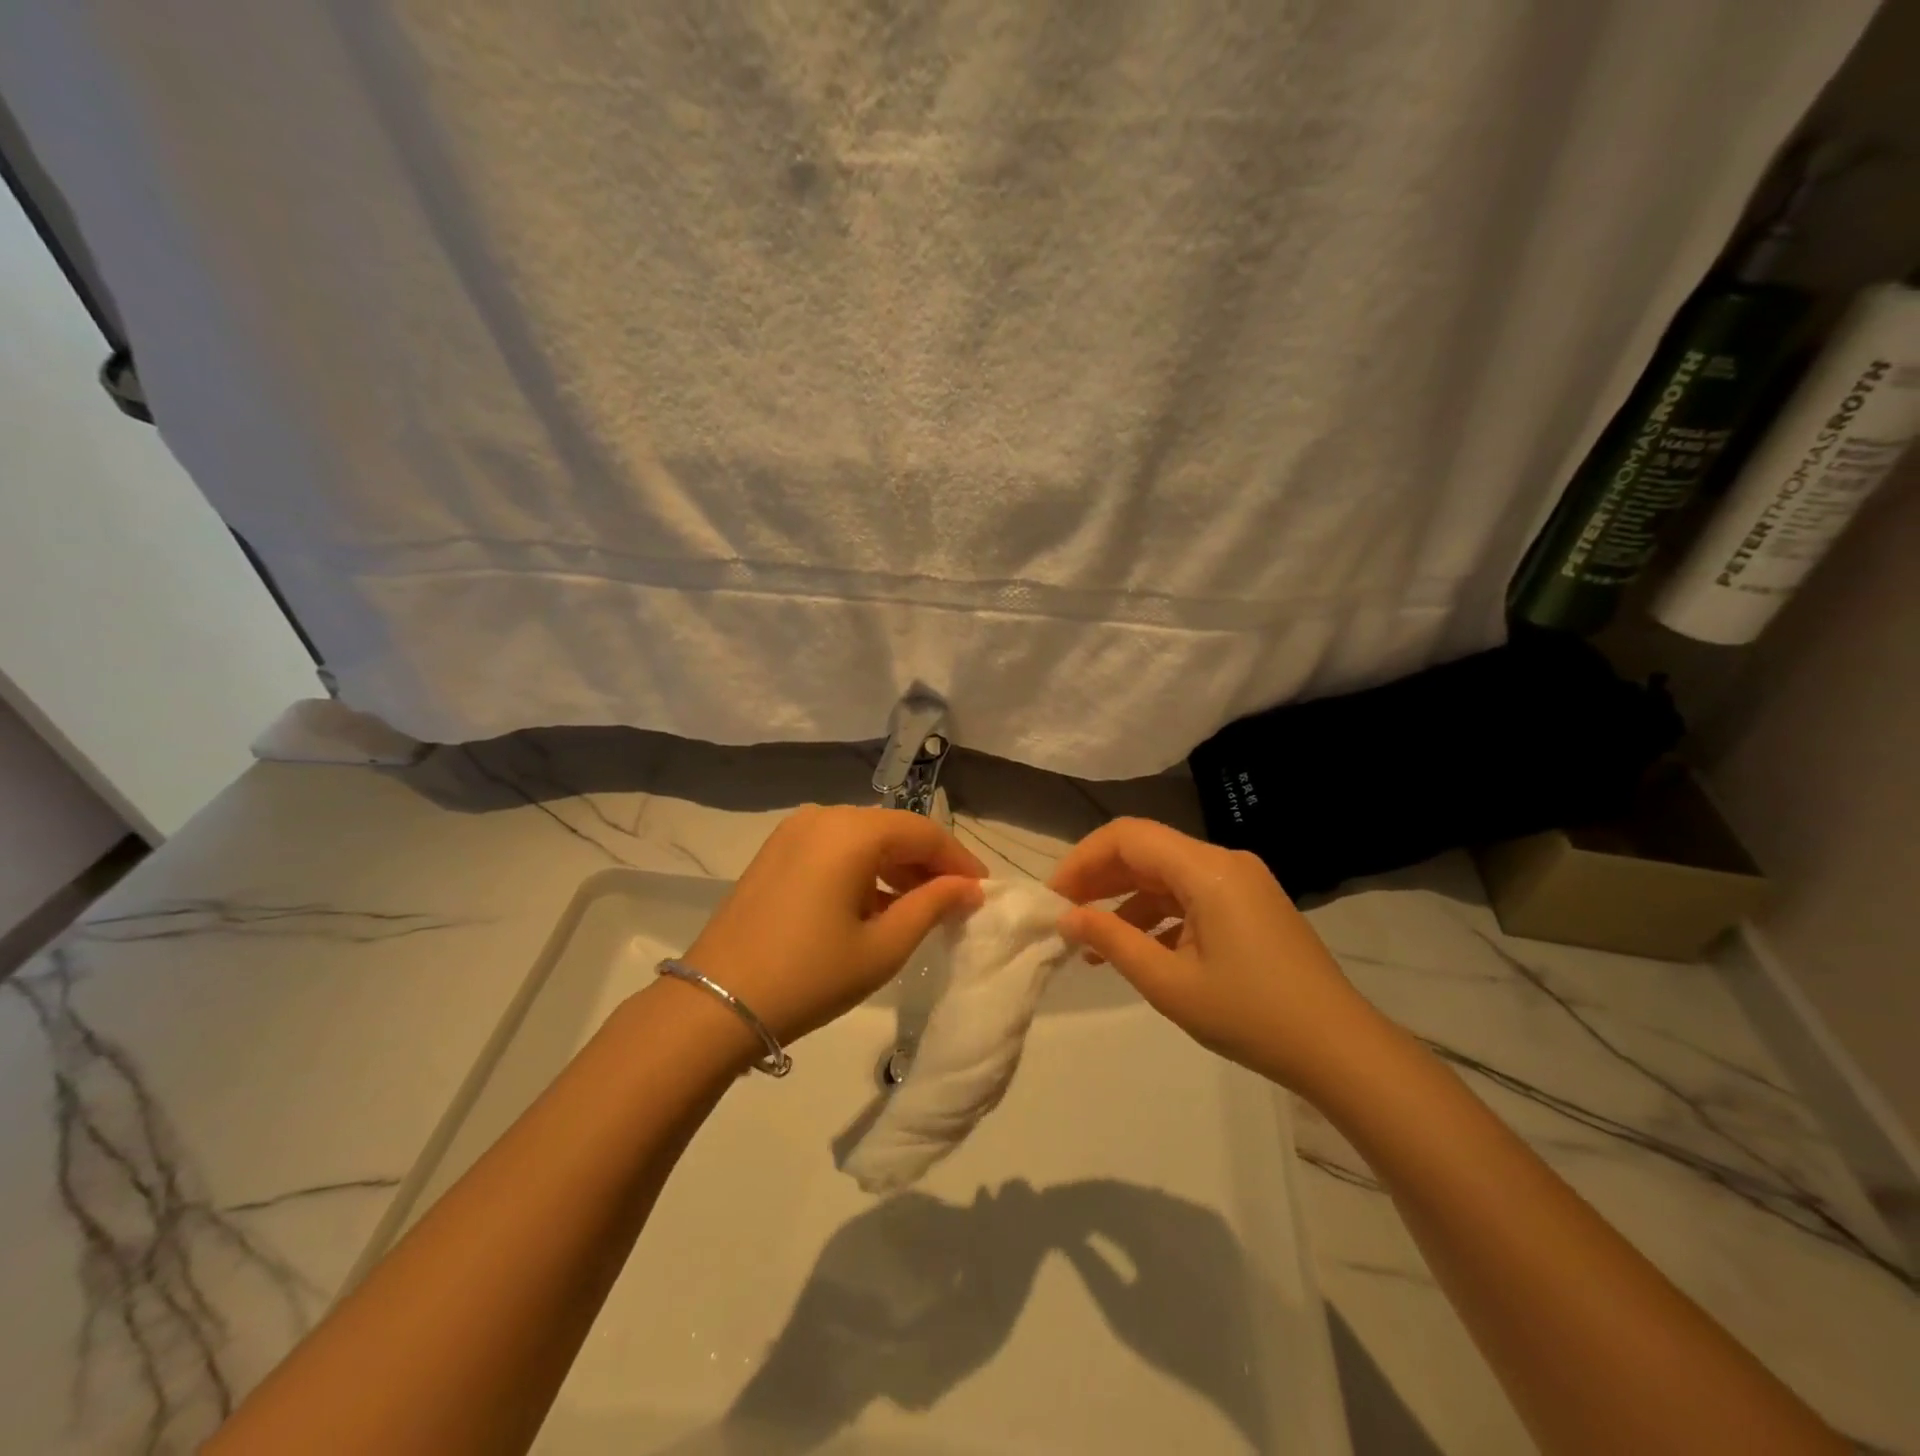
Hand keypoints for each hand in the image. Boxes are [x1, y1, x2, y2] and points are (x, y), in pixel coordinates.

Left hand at [679, 805, 985, 1046]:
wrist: (716, 1003)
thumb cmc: (810, 975)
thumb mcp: (883, 947)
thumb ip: (932, 906)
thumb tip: (970, 887)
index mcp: (852, 831)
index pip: (923, 833)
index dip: (959, 860)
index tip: (982, 892)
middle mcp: (823, 816)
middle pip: (893, 830)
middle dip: (928, 863)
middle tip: (956, 902)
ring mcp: (793, 831)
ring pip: (864, 838)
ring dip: (896, 867)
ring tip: (920, 907)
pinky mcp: (776, 852)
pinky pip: (835, 849)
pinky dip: (864, 870)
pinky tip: (876, 905)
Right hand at [1047, 818, 1379, 1093]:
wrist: (1340, 1050)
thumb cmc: (1250, 1015)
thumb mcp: (1169, 983)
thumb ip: (1112, 942)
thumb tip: (1067, 917)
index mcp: (1207, 869)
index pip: (1128, 837)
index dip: (1083, 859)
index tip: (1055, 896)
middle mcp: (1224, 862)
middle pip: (1146, 851)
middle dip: (1100, 879)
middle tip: (1065, 916)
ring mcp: (1241, 882)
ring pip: (1166, 875)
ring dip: (1126, 901)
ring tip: (1092, 944)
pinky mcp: (1250, 906)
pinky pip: (1191, 895)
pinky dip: (1158, 915)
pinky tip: (1137, 950)